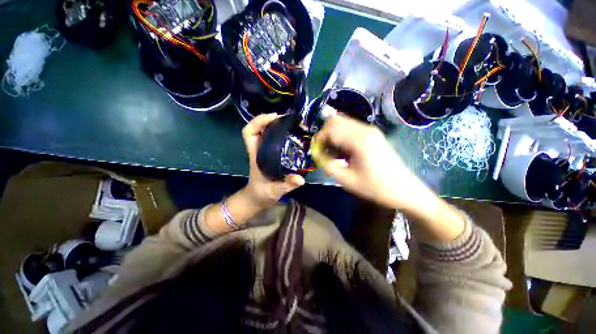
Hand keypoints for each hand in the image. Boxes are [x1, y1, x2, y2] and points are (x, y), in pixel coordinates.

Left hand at [242, 114, 304, 205]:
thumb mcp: (275, 191)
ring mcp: (264, 151)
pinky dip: (281, 134)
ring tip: (292, 124)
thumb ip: (286, 185)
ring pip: (267, 132)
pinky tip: (293, 135)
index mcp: (256, 155)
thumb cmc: (262, 193)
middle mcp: (259, 150)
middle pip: (258, 128)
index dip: (258, 121)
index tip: (274, 118)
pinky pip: (274, 139)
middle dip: (271, 120)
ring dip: (277, 125)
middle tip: (288, 119)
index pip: (248, 133)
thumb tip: (300, 179)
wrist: (258, 198)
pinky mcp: (271, 154)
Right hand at [313, 114, 428, 209]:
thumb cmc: (375, 187)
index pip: (330, 129)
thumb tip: (317, 154)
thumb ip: (328, 165)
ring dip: (333, 136)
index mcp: (359, 140)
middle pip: (335, 120)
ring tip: (334, 154)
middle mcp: (365, 129)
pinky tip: (344, 152)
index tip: (317, 153)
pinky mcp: (372, 134)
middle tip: (324, 151)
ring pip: (342, 123)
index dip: (319, 140)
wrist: (404, 190)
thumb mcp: (346, 180)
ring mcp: (370, 130)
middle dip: (325, 135)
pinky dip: (341, 137)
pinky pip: (350, 129)